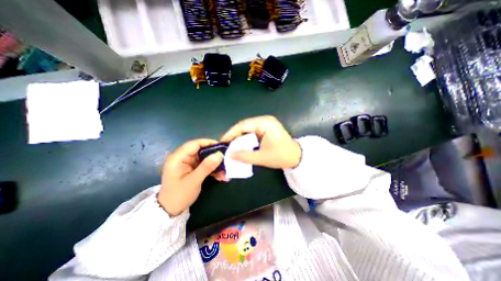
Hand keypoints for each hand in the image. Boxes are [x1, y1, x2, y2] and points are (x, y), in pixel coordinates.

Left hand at [158, 140, 225, 215]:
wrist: (170, 211)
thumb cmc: (179, 196)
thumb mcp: (193, 181)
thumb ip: (206, 166)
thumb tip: (219, 154)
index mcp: (178, 158)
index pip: (195, 144)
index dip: (208, 143)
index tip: (222, 147)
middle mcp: (183, 158)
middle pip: (201, 151)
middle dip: (214, 156)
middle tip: (226, 161)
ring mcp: (188, 164)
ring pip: (205, 159)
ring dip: (215, 165)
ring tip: (225, 173)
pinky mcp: (192, 169)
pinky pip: (205, 165)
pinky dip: (213, 170)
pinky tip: (220, 176)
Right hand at [222, 114, 300, 168]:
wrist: (296, 157)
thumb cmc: (281, 156)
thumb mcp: (262, 157)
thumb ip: (244, 156)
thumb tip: (229, 155)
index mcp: (265, 123)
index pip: (243, 125)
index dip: (231, 133)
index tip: (223, 142)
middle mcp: (265, 120)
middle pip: (245, 126)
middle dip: (235, 136)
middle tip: (226, 146)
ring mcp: (266, 124)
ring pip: (248, 130)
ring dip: (240, 138)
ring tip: (231, 147)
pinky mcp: (266, 129)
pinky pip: (252, 133)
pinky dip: (246, 140)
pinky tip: (241, 146)